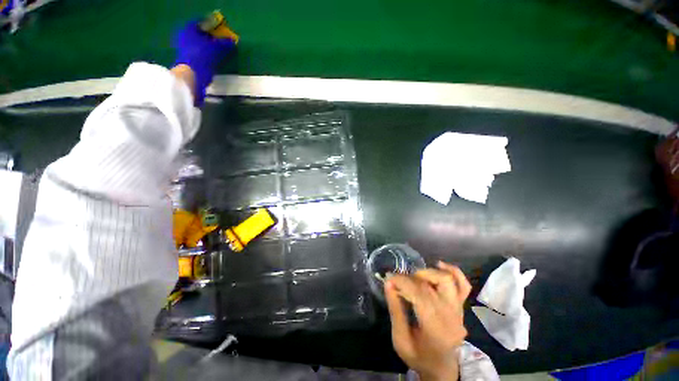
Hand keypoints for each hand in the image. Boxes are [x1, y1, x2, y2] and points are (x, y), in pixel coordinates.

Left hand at [174, 20, 236, 105]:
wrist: (192, 76)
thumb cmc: (203, 56)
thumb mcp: (217, 48)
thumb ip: (225, 44)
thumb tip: (232, 41)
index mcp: (189, 29)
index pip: (200, 22)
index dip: (211, 25)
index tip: (220, 29)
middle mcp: (185, 36)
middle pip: (199, 34)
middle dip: (209, 37)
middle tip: (221, 40)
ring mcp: (185, 49)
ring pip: (199, 45)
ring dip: (208, 48)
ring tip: (220, 51)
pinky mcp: (188, 61)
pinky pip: (199, 55)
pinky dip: (206, 56)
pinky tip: (214, 60)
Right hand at [385, 261, 470, 380]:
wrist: (442, 368)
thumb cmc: (418, 357)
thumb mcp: (400, 339)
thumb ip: (395, 310)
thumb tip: (388, 283)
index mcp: (436, 329)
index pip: (419, 295)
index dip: (402, 282)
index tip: (388, 278)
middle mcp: (451, 317)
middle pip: (430, 286)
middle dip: (408, 278)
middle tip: (396, 281)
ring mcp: (459, 310)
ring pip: (447, 280)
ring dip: (427, 273)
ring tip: (414, 277)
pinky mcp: (461, 306)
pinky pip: (463, 285)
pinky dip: (453, 271)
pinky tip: (439, 265)